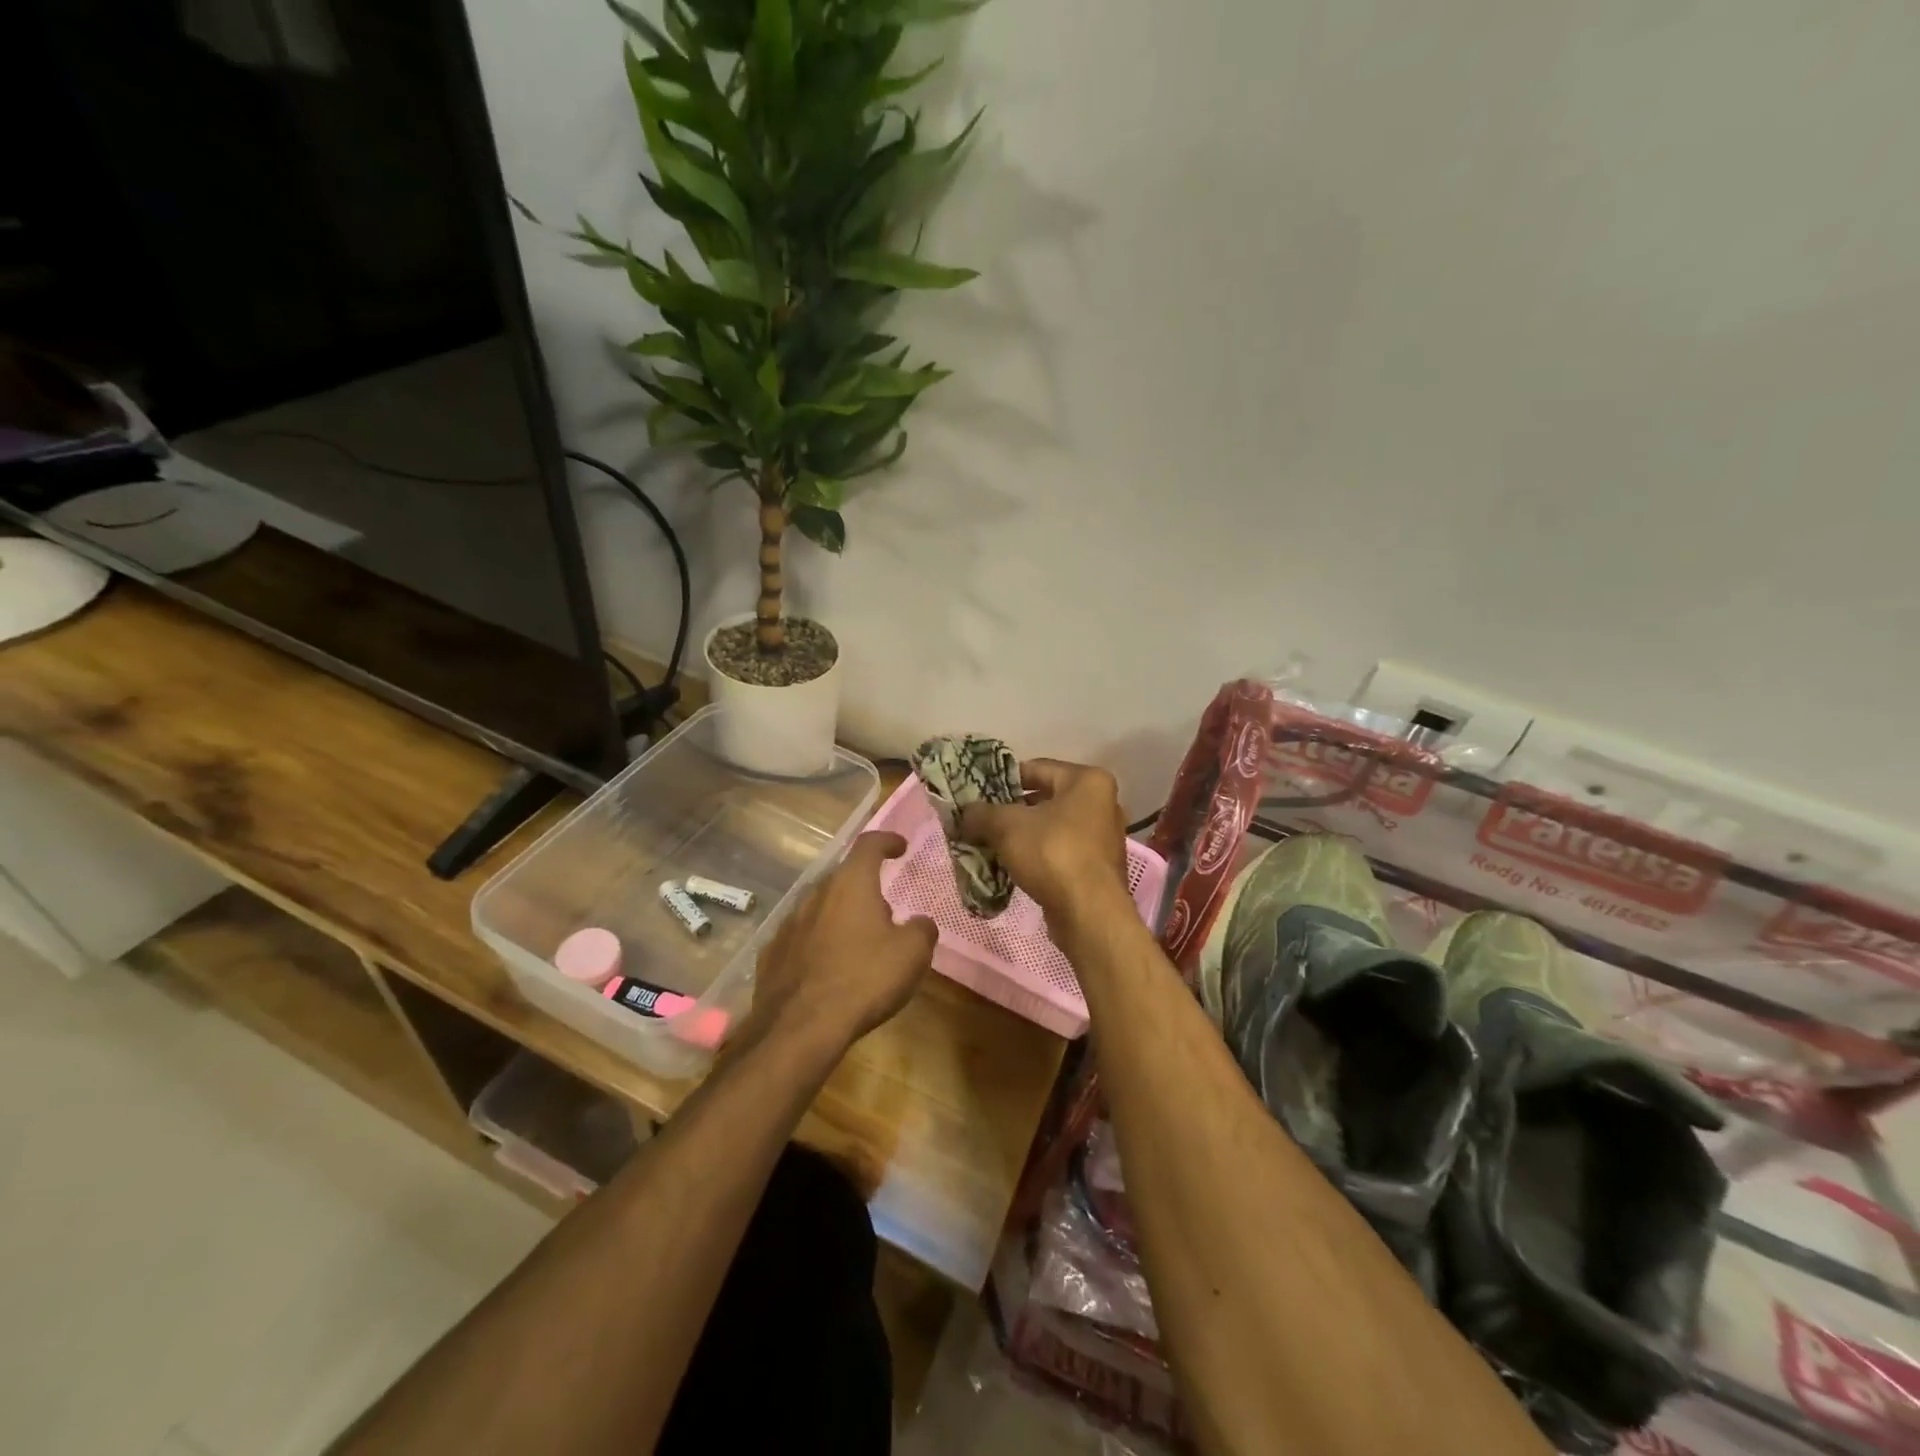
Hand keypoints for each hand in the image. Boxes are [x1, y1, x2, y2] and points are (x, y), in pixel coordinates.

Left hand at [746, 832, 936, 1057]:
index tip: (900, 846)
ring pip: (820, 907)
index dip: (887, 840)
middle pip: (843, 877)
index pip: (869, 844)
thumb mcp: (912, 954)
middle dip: (865, 887)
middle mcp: (816, 894)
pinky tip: (827, 968)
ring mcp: (788, 924)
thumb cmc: (864, 979)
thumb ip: (921, 930)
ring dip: (840, 916)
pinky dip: (818, 943)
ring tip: (858, 942)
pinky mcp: (771, 954)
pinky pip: (802, 938)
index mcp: (851, 884)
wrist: (799, 1028)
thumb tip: (919, 923)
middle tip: (885, 909)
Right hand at [958, 759, 1129, 923]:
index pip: (1035, 768)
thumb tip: (964, 814)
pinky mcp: (1097, 867)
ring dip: (1021, 835)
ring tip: (989, 844)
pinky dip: (1036, 855)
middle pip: (1044, 798)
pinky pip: (1059, 851)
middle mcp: (1102, 803)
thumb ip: (982, 813)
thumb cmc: (1053, 854)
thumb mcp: (1007, 826)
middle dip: (1010, 811)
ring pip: (1050, 827)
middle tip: (979, 821)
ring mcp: (1102, 837)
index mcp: (1088, 780)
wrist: (1089, 914)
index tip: (977, 794)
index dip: (1002, 780)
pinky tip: (1011, 866)